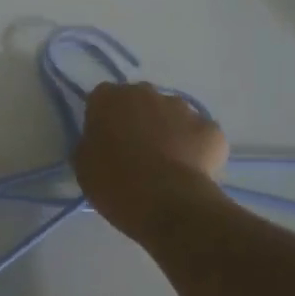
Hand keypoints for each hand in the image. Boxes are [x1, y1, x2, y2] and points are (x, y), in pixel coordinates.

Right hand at [73, 82, 230, 247]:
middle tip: (137, 151)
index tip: (106, 141)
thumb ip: (92, 143)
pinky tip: (192, 171)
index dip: (105, 119)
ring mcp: (181, 108)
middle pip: (140, 101)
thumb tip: (103, 143)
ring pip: (173, 114)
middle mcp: (145, 93)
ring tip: (167, 164)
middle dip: (139, 119)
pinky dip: (197, 147)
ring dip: (169, 130)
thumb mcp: (84, 164)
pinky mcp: (210, 129)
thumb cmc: (114, 182)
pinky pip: (200, 134)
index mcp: (108, 98)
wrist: (166, 202)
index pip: (103, 98)